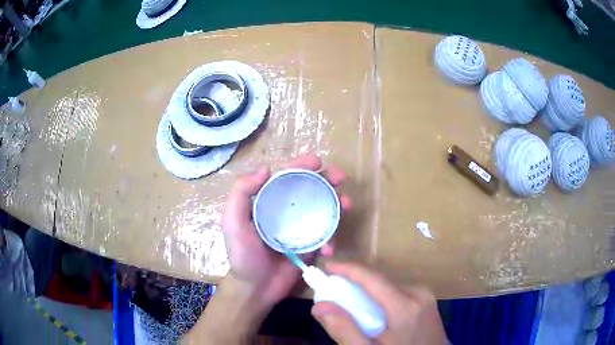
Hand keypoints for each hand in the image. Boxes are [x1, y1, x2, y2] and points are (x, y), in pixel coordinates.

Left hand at [222, 154, 351, 307]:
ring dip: (338, 202)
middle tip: (341, 178)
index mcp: (267, 201)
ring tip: (347, 204)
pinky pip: (326, 235)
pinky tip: (330, 248)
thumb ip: (241, 194)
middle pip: (309, 188)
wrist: (256, 288)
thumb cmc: (243, 255)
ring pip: (323, 208)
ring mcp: (301, 227)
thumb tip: (266, 169)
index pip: (286, 176)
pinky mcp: (311, 244)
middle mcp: (286, 210)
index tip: (318, 163)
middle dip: (328, 178)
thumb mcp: (232, 223)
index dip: (302, 165)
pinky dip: (332, 237)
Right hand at [312, 262, 446, 344]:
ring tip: (350, 307)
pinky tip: (372, 315)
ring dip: (367, 293)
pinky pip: (398, 293)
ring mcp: (426, 297)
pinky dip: (380, 299)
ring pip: (388, 287)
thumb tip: (319, 305)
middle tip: (332, 293)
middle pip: (380, 281)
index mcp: (405, 306)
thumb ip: (344, 330)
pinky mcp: (427, 303)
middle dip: (354, 284)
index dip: (347, 268)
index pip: (372, 278)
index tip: (325, 265)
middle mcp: (419, 294)